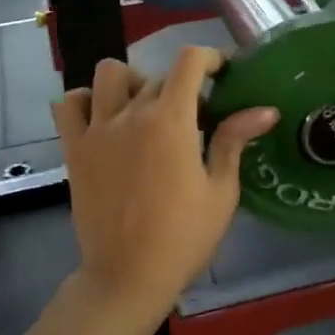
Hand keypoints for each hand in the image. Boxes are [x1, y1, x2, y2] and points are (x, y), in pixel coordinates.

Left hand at [53, 47, 278, 318]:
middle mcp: (130, 114)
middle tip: (195, 118)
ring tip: (145, 109)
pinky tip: (105, 119)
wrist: (128, 277)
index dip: (210, 57)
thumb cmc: (183, 238)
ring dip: (132, 82)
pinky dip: (85, 100)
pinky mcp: (74, 149)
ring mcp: (97, 130)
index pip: (189, 61)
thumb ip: (234, 141)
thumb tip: (265, 110)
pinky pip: (69, 104)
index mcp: (170, 121)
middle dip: (182, 87)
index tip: (222, 73)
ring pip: (109, 74)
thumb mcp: (220, 191)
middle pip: (158, 75)